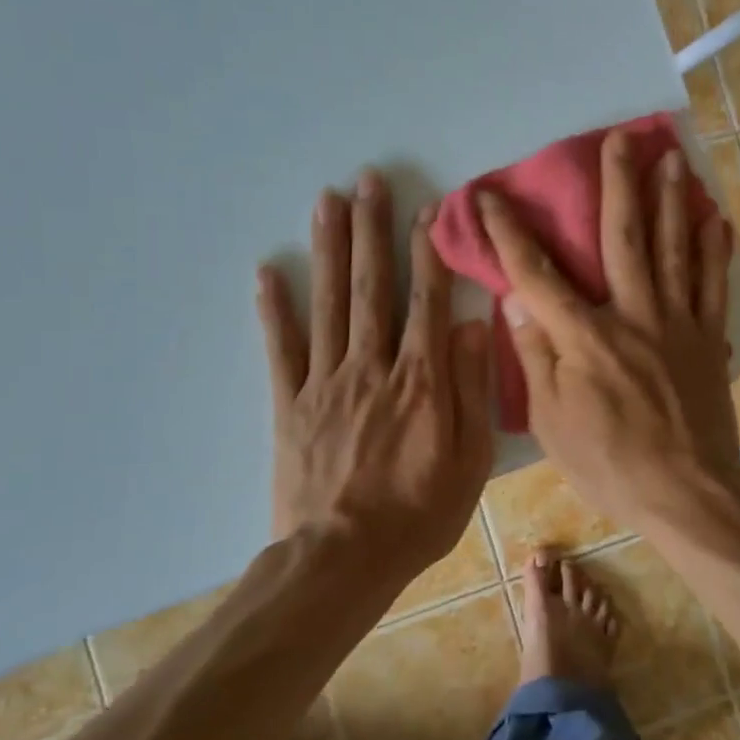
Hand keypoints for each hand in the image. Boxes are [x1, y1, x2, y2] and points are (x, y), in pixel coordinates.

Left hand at [256, 171, 493, 582]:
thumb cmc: (420, 511)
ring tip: (327, 201)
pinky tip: (267, 272)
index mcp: (421, 378)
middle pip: (371, 286)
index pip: (427, 299)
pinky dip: (274, 309)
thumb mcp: (470, 457)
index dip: (428, 250)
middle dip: (371, 229)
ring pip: (328, 303)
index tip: (427, 208)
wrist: (343, 560)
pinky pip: (281, 349)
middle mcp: (372, 366)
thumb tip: (473, 324)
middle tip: (366, 180)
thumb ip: (470, 387)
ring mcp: (326, 382)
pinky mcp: (290, 404)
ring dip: (328, 249)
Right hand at [479, 131, 739, 532]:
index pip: (536, 274)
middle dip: (618, 185)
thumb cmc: (609, 463)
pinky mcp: (707, 339)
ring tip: (673, 159)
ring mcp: (676, 323)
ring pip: (674, 249)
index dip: (508, 233)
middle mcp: (632, 315)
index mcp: (584, 337)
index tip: (489, 196)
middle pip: (623, 239)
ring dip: (671, 201)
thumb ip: (534, 357)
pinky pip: (713, 286)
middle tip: (621, 139)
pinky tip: (718, 219)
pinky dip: (716, 251)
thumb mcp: (552, 422)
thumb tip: (516, 304)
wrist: (685, 491)